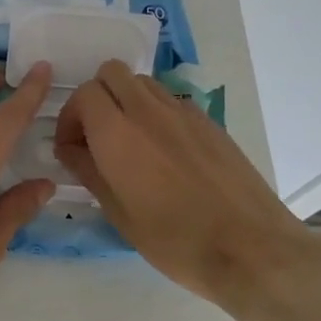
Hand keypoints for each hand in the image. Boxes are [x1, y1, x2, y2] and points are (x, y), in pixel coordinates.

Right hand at [53, 60, 320, 319]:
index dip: (70, 117)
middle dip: (95, 97)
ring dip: (125, 101)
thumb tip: (70, 149)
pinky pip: (170, 100)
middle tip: (96, 135)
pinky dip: (155, 112)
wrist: (250, 248)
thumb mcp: (118, 213)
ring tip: (129, 141)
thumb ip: (88, 171)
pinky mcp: (209, 122)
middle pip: (111, 73)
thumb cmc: (175, 240)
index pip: (83, 94)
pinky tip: (163, 151)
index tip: (72, 148)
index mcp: (118, 133)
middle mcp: (148, 111)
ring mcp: (183, 112)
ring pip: (142, 82)